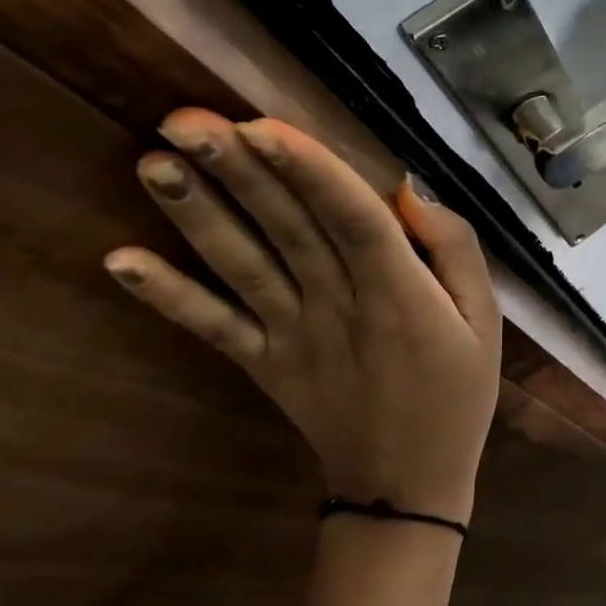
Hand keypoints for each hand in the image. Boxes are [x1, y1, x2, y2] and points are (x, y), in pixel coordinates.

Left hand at [103, 109, 501, 525]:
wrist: (407, 485)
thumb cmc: (457, 393)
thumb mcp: (486, 320)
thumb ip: (455, 251)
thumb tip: (409, 194)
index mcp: (401, 295)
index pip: (354, 221)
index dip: (311, 173)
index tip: (266, 126)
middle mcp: (338, 308)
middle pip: (287, 230)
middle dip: (239, 173)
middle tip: (187, 120)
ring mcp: (291, 339)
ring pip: (243, 267)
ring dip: (197, 216)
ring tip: (153, 163)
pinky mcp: (261, 365)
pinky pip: (212, 328)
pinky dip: (166, 296)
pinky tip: (118, 261)